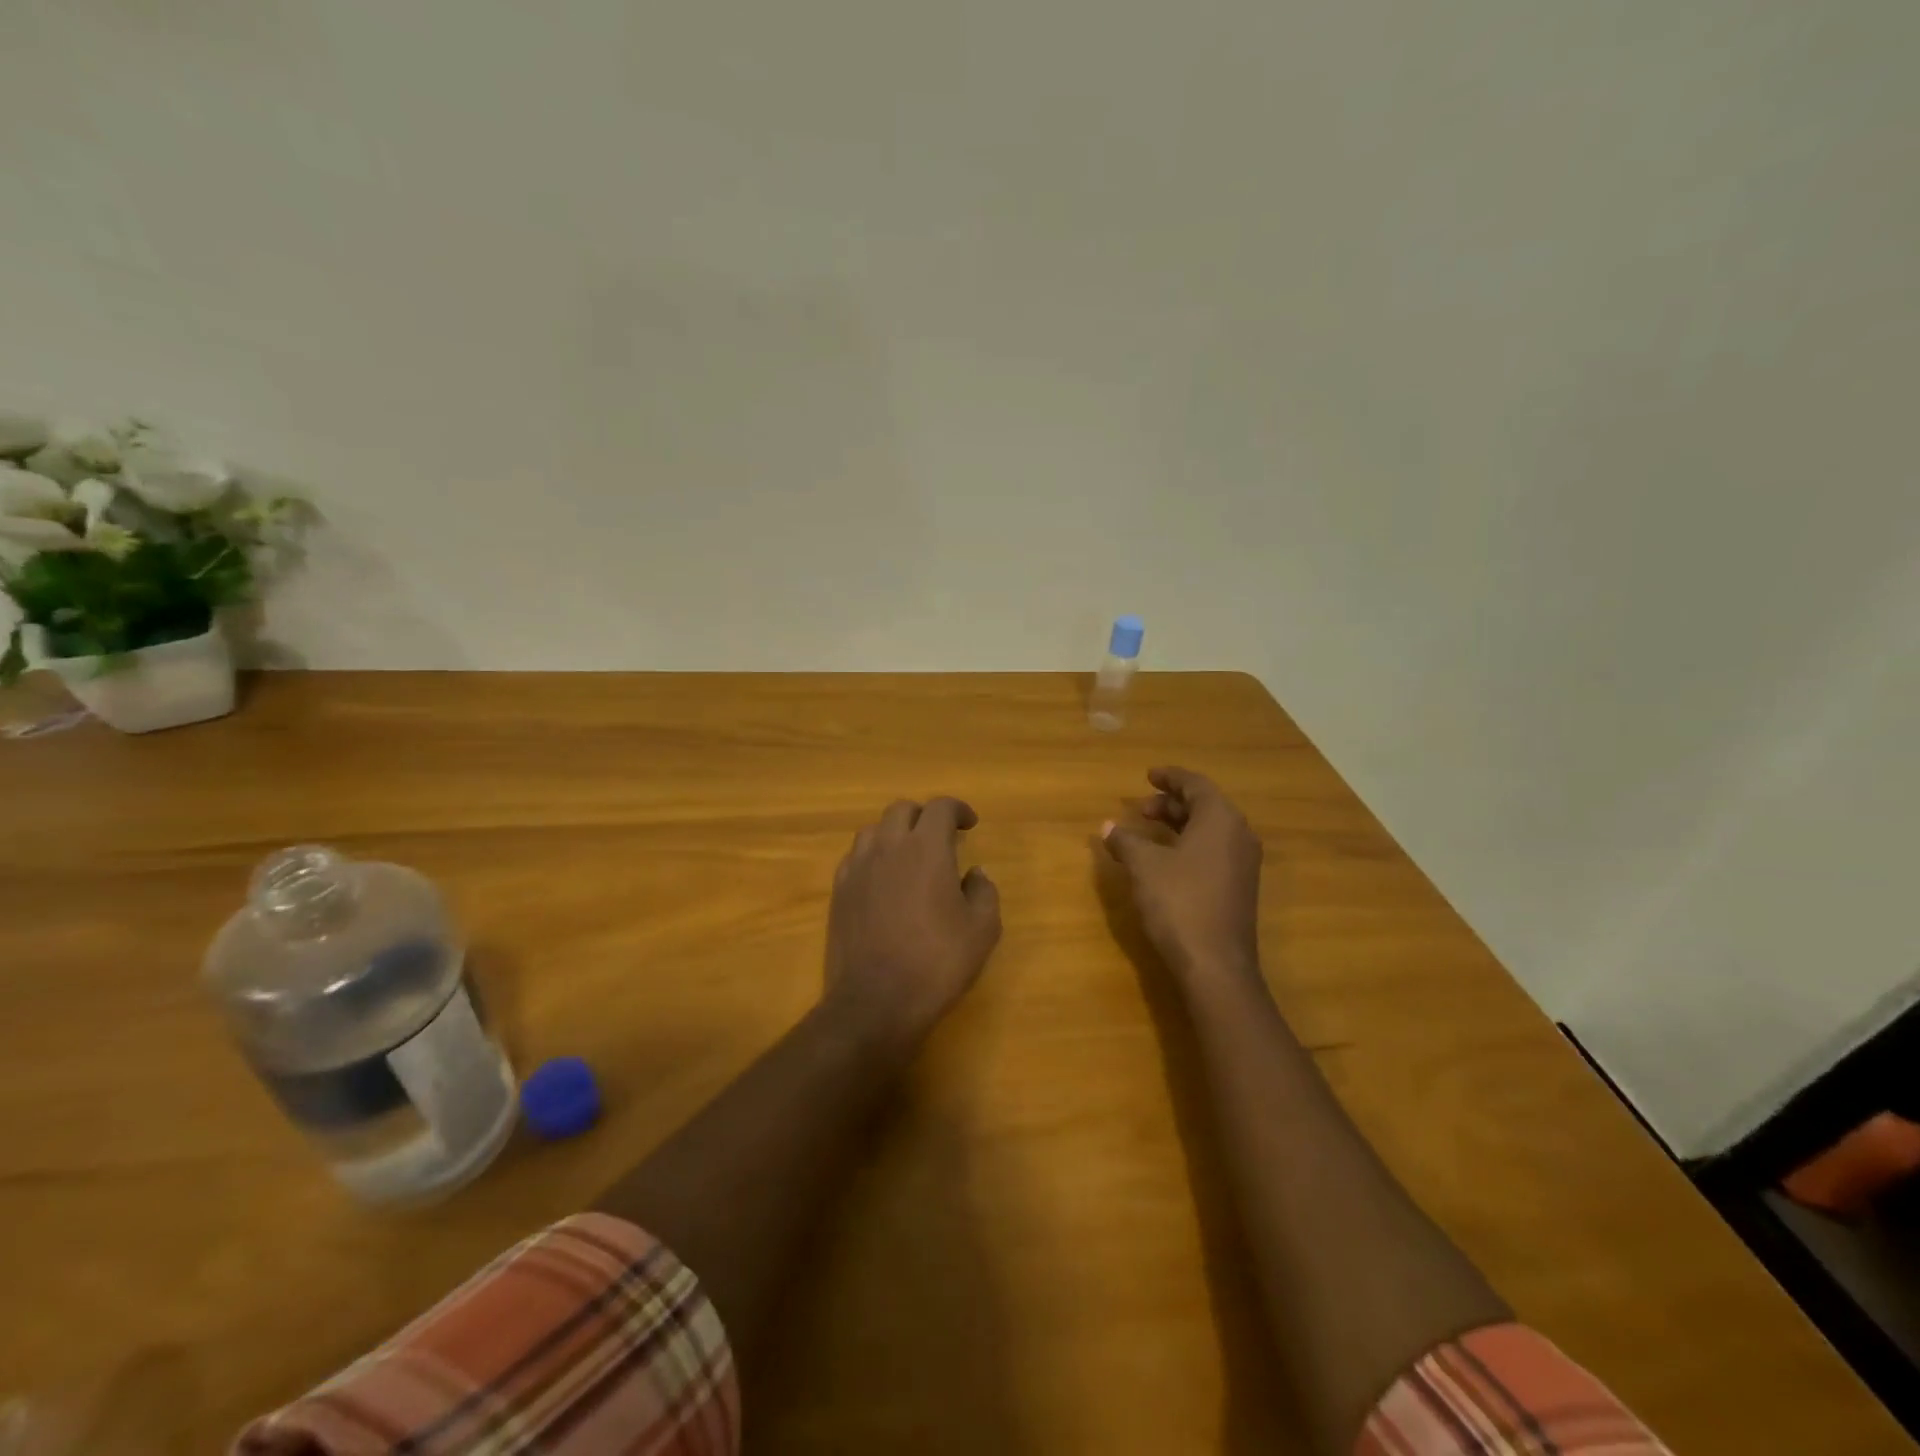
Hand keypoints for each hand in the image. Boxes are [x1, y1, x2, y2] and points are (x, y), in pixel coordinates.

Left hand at [824, 797, 1001, 1040]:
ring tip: (909, 856)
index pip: (940, 808)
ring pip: (874, 830)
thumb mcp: (982, 930)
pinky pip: (855, 856)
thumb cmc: (937, 962)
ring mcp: (858, 868)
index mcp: (926, 849)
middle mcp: (888, 847)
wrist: (875, 1001)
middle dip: (924, 816)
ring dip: (895, 833)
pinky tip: (883, 880)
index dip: (957, 809)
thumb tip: (974, 873)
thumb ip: (984, 892)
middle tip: (940, 838)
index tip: (969, 824)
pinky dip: (873, 857)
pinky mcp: (839, 891)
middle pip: (902, 810)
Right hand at [1102, 767, 1262, 981]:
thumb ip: (1125, 840)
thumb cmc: (1179, 902)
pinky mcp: (1240, 887)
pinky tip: (1165, 860)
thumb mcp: (1144, 866)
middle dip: (1171, 803)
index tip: (1148, 775)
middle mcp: (1239, 835)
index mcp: (1220, 819)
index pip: (1195, 785)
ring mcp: (1243, 863)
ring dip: (1178, 825)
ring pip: (1209, 830)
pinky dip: (1189, 844)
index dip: (1170, 777)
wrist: (1216, 964)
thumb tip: (1107, 826)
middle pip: (1204, 806)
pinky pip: (1214, 850)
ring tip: (1147, 831)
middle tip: (1140, 808)